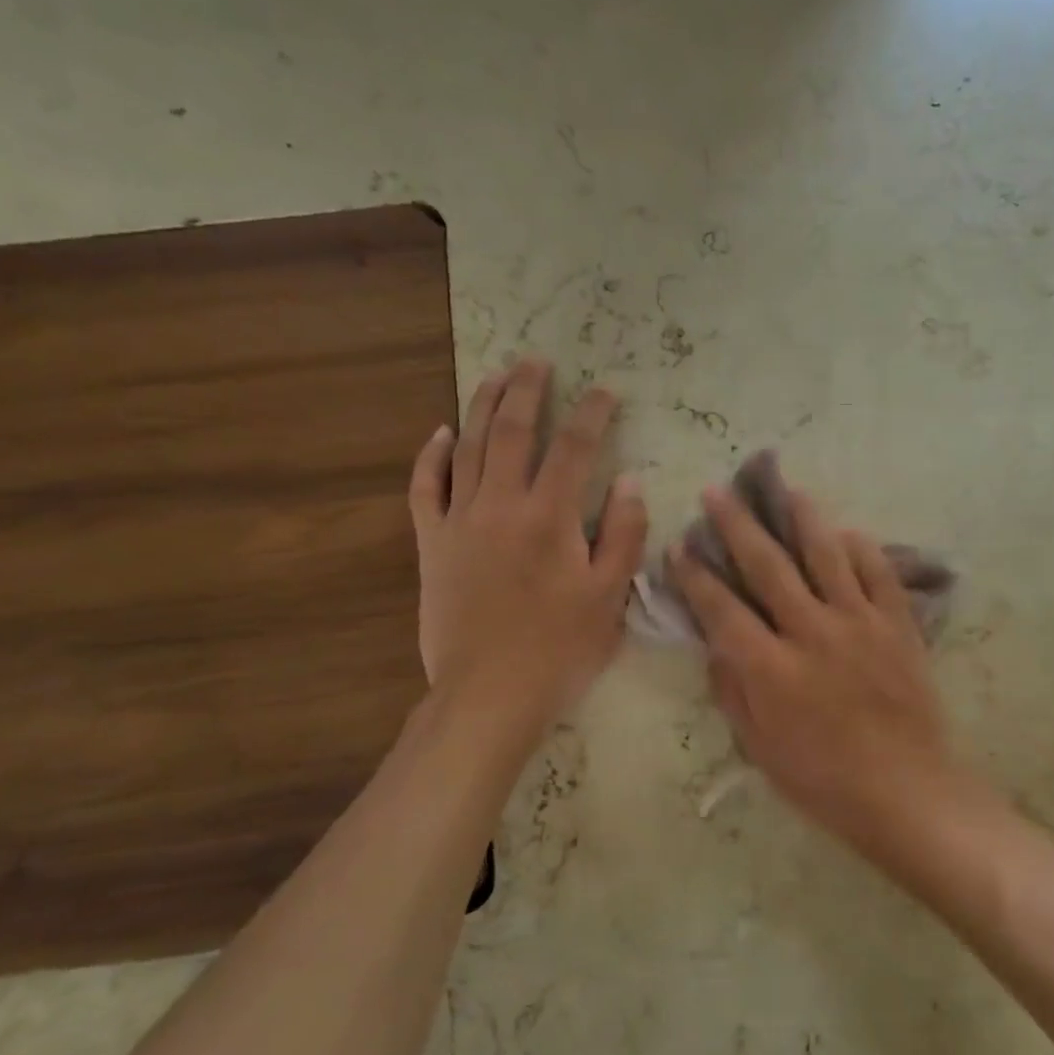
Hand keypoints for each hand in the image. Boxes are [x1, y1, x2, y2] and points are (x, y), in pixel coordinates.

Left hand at [409, 359, 646, 723]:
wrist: (489, 693)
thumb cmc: (561, 647)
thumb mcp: (611, 595)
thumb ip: (623, 533)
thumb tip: (628, 480)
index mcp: (551, 517)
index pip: (576, 448)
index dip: (594, 413)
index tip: (606, 391)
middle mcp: (501, 505)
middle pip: (513, 432)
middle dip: (528, 391)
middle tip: (537, 361)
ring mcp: (459, 522)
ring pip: (468, 448)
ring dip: (482, 407)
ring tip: (496, 376)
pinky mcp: (431, 544)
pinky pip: (424, 489)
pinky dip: (431, 456)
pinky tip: (441, 432)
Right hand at [669, 486, 953, 849]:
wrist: (906, 791)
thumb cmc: (825, 782)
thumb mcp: (760, 749)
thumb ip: (733, 692)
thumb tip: (717, 645)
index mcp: (771, 669)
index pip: (722, 609)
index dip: (696, 576)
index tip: (680, 546)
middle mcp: (812, 632)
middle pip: (768, 566)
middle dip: (738, 526)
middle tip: (718, 492)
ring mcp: (860, 622)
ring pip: (826, 554)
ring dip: (802, 518)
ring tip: (786, 489)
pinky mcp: (897, 624)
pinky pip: (879, 572)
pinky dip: (861, 548)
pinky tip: (847, 532)